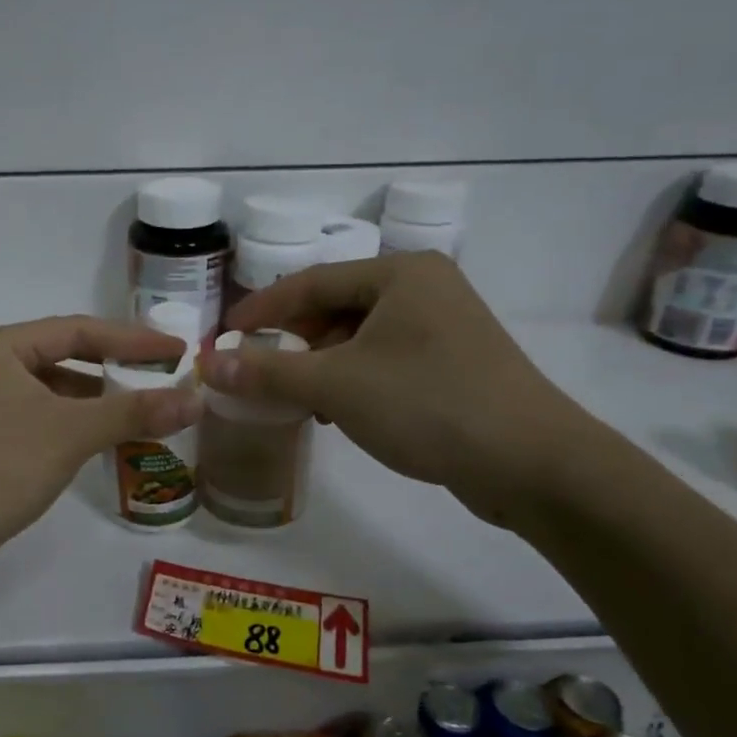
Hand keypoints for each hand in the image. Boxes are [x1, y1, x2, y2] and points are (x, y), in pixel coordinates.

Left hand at [0, 316, 201, 558]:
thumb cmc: (0, 466)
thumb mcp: (72, 432)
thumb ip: (135, 412)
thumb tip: (197, 400)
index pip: (78, 330)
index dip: (133, 340)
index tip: (178, 350)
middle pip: (65, 356)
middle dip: (116, 369)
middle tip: (164, 377)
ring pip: (53, 390)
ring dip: (97, 400)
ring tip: (144, 410)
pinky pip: (41, 417)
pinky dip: (75, 424)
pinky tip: (103, 439)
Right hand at [202, 253, 595, 526]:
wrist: (530, 463)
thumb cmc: (427, 404)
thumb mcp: (337, 386)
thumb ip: (268, 373)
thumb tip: (206, 364)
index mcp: (400, 273)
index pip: (310, 282)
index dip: (260, 310)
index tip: (222, 336)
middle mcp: (424, 288)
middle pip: (335, 308)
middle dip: (292, 343)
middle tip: (255, 371)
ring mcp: (443, 327)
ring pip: (359, 338)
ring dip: (320, 366)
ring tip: (293, 398)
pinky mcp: (453, 363)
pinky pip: (384, 361)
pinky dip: (352, 381)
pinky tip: (338, 412)